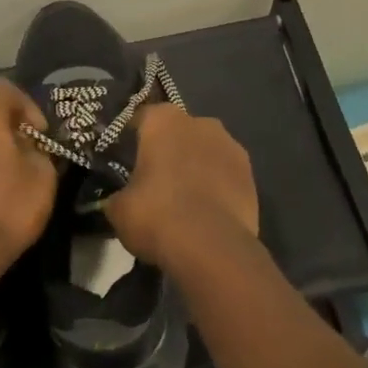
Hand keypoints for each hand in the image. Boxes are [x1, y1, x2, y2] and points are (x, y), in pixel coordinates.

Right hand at [106, 103, 259, 274]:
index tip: (122, 159)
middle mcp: (199, 122)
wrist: (212, 247)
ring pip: (204, 150)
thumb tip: (117, 199)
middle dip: (167, 150)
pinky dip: (216, 185)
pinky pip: (224, 173)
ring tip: (183, 197)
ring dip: (194, 165)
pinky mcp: (250, 173)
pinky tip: (205, 209)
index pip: (140, 119)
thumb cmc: (157, 215)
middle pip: (177, 131)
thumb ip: (117, 194)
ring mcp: (230, 145)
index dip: (129, 139)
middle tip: (153, 179)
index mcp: (162, 120)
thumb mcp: (118, 209)